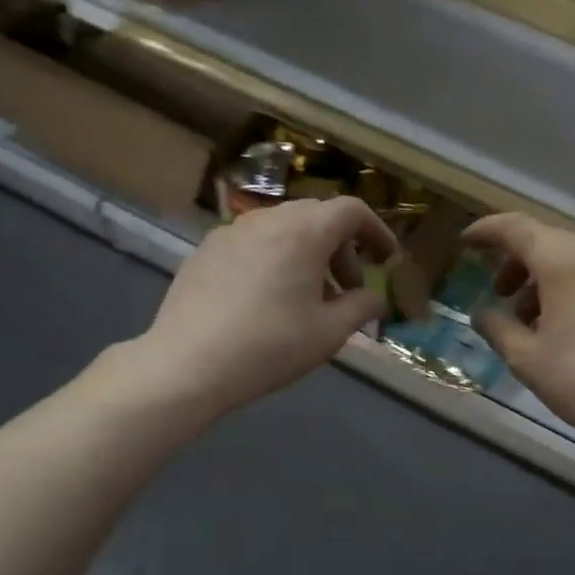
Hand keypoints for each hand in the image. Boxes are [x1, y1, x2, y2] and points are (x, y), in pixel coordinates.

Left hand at [136, 196, 396, 419]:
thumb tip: (376, 299)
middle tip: (348, 288)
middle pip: (317, 216)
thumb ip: (361, 308)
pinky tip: (266, 299)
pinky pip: (253, 243)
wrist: (187, 364)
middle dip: (341, 247)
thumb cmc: (270, 346)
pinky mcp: (205, 251)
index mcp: (304, 232)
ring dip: (307, 253)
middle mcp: (267, 220)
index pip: (352, 210)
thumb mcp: (329, 333)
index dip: (376, 230)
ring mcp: (231, 232)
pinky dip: (274, 258)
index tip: (386, 259)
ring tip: (307, 296)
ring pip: (283, 228)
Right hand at [465, 213, 574, 459]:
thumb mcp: (525, 358)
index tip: (467, 242)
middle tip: (499, 293)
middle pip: (547, 240)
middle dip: (517, 261)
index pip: (518, 228)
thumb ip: (496, 327)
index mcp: (566, 262)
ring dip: (544, 277)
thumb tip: (482, 314)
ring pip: (574, 258)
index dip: (488, 231)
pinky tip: (567, 323)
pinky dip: (572, 285)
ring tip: (530, 318)